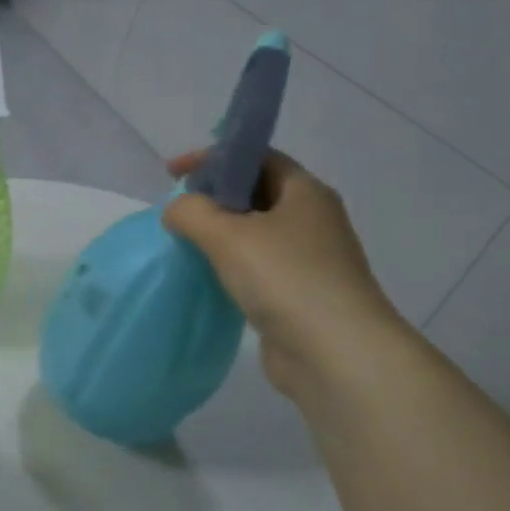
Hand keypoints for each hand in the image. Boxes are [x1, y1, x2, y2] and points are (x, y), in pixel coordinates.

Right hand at [162, 150, 403, 399]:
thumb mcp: (226, 234)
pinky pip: (258, 265)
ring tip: (184, 242)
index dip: (213, 158)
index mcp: (305, 192)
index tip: (173, 173)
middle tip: (177, 209)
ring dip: (220, 233)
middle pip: (256, 193)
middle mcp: (312, 219)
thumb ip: (191, 212)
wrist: (335, 353)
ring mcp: (309, 259)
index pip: (257, 157)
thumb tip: (178, 210)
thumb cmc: (284, 278)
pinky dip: (230, 264)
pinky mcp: (299, 293)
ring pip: (256, 232)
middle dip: (214, 196)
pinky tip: (207, 276)